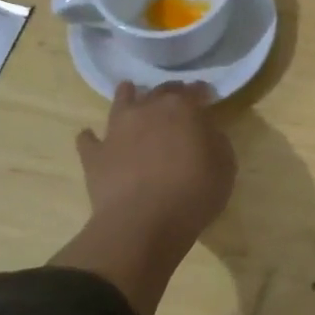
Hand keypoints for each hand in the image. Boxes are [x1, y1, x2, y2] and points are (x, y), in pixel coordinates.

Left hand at [55, 81, 236, 314]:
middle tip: (176, 98)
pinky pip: (88, 140)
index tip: (207, 96)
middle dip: (170, 92)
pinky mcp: (95, 155)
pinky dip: (91, 137)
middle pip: (160, 91)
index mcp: (183, 108)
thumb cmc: (193, 193)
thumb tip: (206, 132)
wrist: (142, 224)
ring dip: (126, 95)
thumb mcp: (225, 166)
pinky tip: (90, 137)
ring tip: (128, 90)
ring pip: (121, 102)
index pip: (195, 90)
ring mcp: (117, 130)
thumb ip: (216, 141)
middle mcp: (148, 110)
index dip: (202, 92)